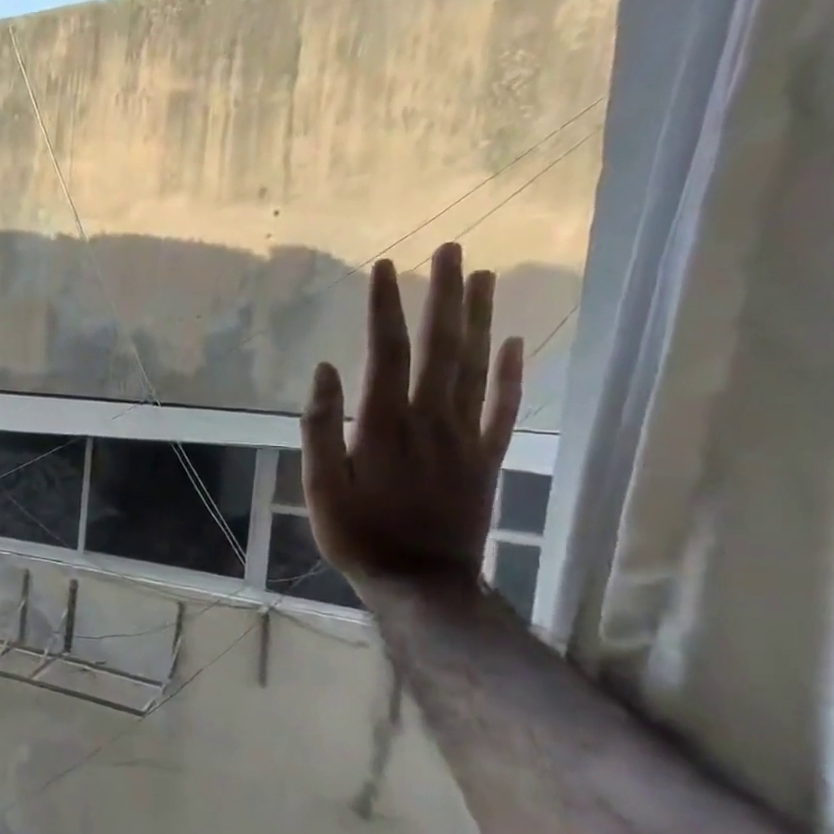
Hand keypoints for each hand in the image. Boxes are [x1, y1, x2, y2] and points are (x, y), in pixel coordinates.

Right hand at [301, 243, 523, 593]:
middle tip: (450, 250)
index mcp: (384, 424)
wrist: (421, 583)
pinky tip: (514, 343)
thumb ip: (320, 427)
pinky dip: (512, 374)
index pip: (387, 352)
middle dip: (443, 296)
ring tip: (483, 276)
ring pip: (477, 367)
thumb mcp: (320, 487)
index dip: (385, 308)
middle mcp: (432, 420)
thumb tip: (324, 369)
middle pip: (441, 347)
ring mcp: (466, 437)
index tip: (384, 267)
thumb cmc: (358, 535)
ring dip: (479, 319)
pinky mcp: (487, 458)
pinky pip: (505, 408)